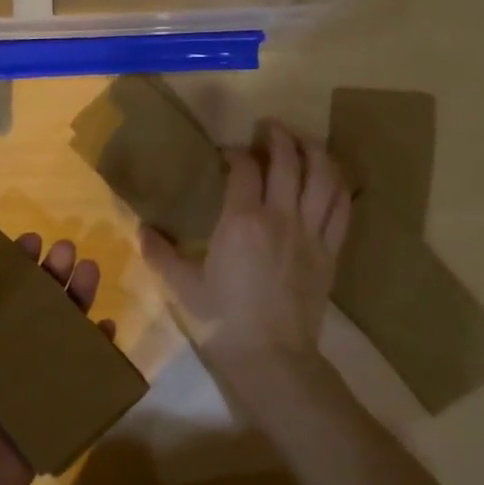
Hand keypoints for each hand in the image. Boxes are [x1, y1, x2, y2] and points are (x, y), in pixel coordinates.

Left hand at [0, 232, 112, 484]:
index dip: (10, 265)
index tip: (29, 240)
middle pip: (30, 308)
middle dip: (49, 277)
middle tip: (67, 250)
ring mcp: (24, 388)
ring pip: (57, 336)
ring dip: (75, 303)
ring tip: (90, 272)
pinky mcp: (48, 416)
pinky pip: (77, 379)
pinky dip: (94, 354)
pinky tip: (107, 330)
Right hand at [141, 119, 349, 410]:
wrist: (272, 357)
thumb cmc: (224, 320)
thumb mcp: (183, 286)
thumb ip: (161, 253)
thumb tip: (142, 229)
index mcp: (242, 221)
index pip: (245, 168)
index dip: (237, 152)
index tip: (228, 152)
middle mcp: (280, 216)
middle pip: (289, 160)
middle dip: (280, 136)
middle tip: (270, 126)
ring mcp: (311, 232)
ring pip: (324, 176)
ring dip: (316, 151)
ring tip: (305, 142)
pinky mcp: (330, 251)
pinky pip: (342, 207)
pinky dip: (339, 185)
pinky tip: (332, 178)